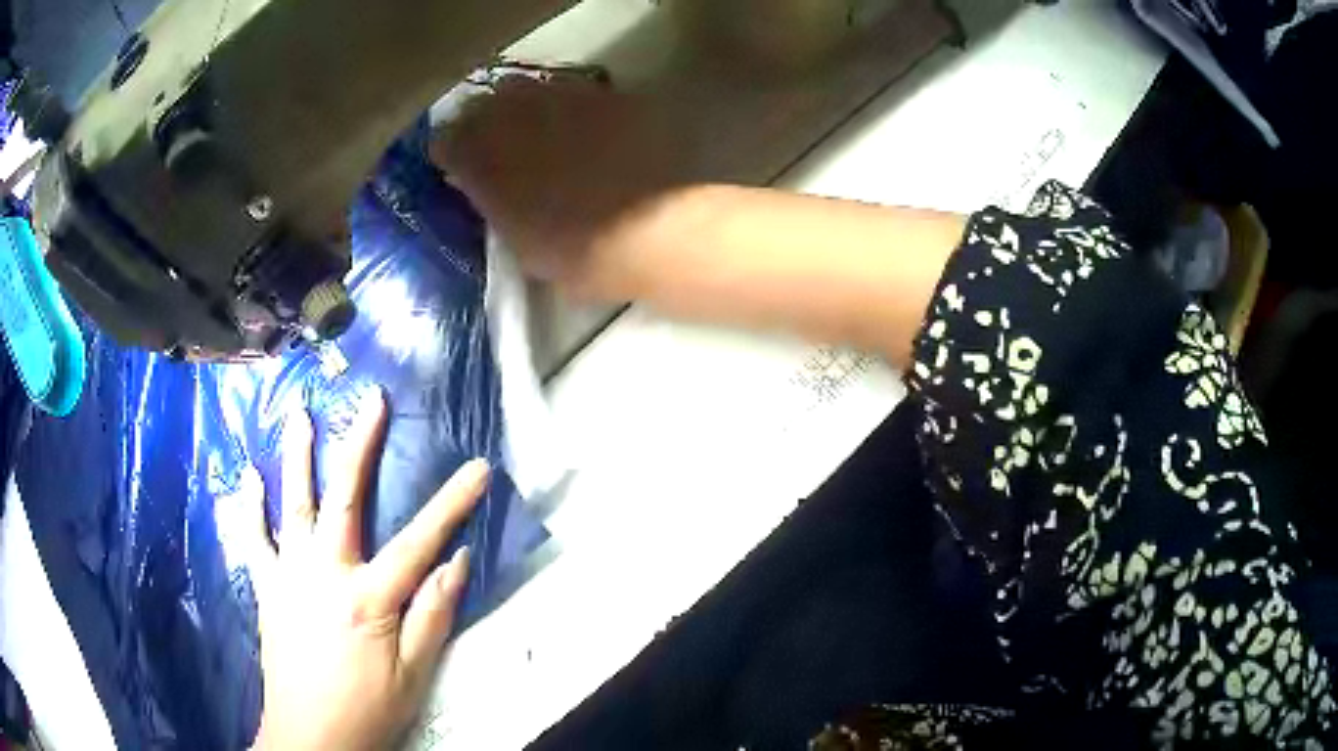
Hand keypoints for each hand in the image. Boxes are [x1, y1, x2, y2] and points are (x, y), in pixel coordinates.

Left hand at [218, 390, 488, 750]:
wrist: (311, 736)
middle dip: (359, 444)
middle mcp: (324, 573)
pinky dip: (249, 506)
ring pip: (292, 504)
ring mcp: (289, 575)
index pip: (419, 540)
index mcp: (368, 597)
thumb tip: (458, 560)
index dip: (452, 502)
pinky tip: (247, 477)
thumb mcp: (415, 674)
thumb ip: (434, 615)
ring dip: (297, 456)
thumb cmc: (368, 709)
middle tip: (370, 400)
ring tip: (300, 414)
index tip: (477, 467)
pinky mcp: (267, 588)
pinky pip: (254, 539)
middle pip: (344, 497)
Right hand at [430, 76, 687, 297]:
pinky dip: (574, 106)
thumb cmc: (578, 256)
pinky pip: (578, 91)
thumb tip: (490, 192)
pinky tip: (588, 126)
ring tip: (542, 129)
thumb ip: (497, 207)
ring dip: (526, 107)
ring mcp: (562, 97)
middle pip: (482, 105)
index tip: (458, 167)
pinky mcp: (607, 94)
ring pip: (528, 89)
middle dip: (484, 122)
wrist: (653, 233)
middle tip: (499, 144)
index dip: (451, 153)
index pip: (445, 141)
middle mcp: (512, 115)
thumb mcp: (518, 243)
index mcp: (481, 158)